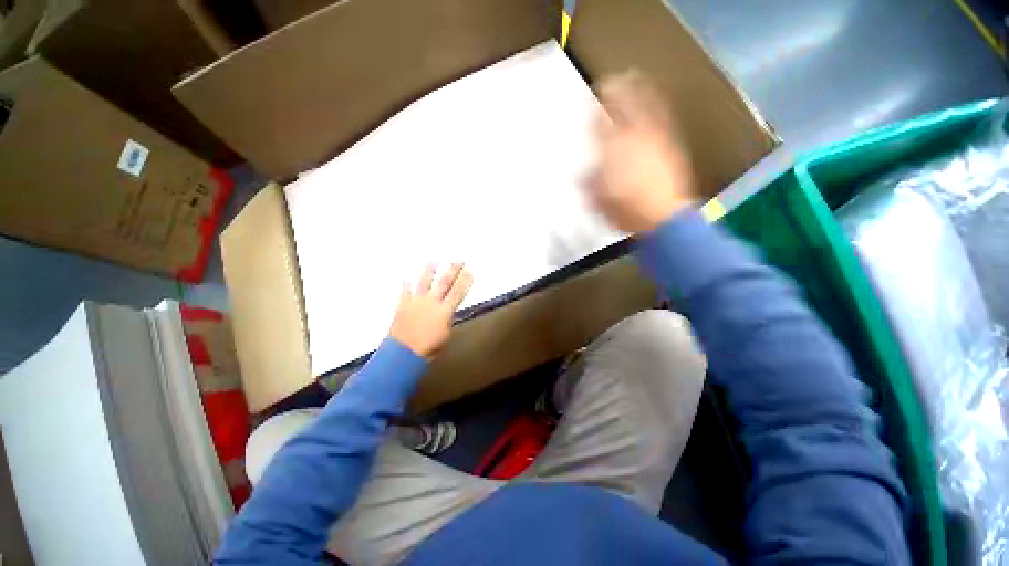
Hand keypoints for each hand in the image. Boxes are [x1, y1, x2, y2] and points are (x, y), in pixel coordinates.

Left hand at [389, 263, 472, 357]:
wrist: (404, 352)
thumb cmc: (429, 348)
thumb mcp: (445, 335)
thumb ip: (447, 320)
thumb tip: (448, 312)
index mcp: (444, 310)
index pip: (458, 292)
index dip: (465, 281)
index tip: (470, 271)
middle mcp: (432, 302)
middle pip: (444, 283)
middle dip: (453, 270)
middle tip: (459, 260)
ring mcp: (416, 301)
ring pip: (424, 282)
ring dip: (429, 271)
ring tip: (433, 261)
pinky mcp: (403, 305)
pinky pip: (404, 292)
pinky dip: (405, 285)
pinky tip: (405, 278)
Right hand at [586, 72, 696, 233]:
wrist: (663, 217)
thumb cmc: (625, 211)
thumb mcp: (597, 200)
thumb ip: (589, 183)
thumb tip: (584, 174)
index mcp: (611, 153)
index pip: (599, 126)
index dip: (593, 113)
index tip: (589, 104)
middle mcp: (632, 139)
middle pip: (622, 109)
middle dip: (614, 93)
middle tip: (608, 81)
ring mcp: (653, 140)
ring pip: (644, 108)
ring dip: (636, 92)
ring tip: (631, 78)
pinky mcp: (669, 146)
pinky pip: (662, 119)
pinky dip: (656, 107)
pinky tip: (653, 102)